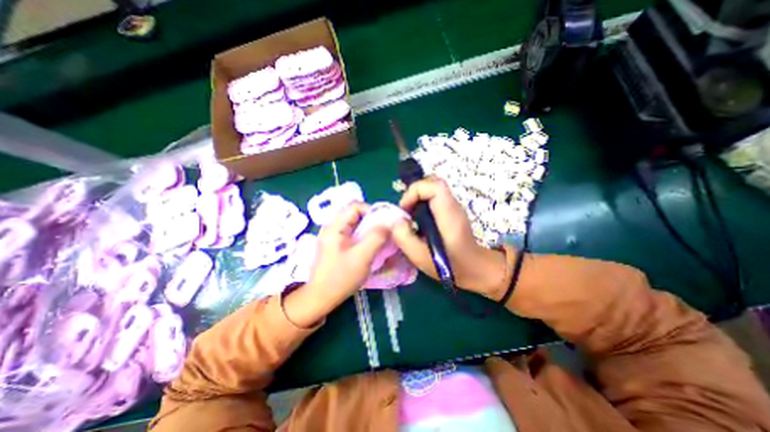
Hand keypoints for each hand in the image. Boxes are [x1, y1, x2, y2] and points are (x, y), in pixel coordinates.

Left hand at [284, 202, 390, 326]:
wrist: (321, 298)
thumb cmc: (340, 277)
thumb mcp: (362, 257)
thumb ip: (376, 238)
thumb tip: (389, 224)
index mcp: (335, 227)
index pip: (355, 206)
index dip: (372, 210)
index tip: (384, 223)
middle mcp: (332, 227)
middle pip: (355, 213)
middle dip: (372, 219)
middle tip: (384, 231)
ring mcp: (333, 236)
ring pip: (355, 224)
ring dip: (368, 228)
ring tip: (379, 238)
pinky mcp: (336, 245)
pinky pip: (352, 233)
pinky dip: (363, 235)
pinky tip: (370, 245)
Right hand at [391, 176, 508, 298]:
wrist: (475, 268)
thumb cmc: (450, 266)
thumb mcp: (421, 257)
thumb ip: (404, 238)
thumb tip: (395, 220)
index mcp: (449, 215)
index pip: (434, 186)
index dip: (415, 191)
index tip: (405, 209)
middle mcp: (453, 206)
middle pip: (433, 182)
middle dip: (414, 192)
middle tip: (406, 211)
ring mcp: (454, 206)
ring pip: (433, 188)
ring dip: (417, 197)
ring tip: (410, 216)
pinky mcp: (451, 210)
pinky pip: (434, 197)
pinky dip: (422, 203)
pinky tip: (419, 220)